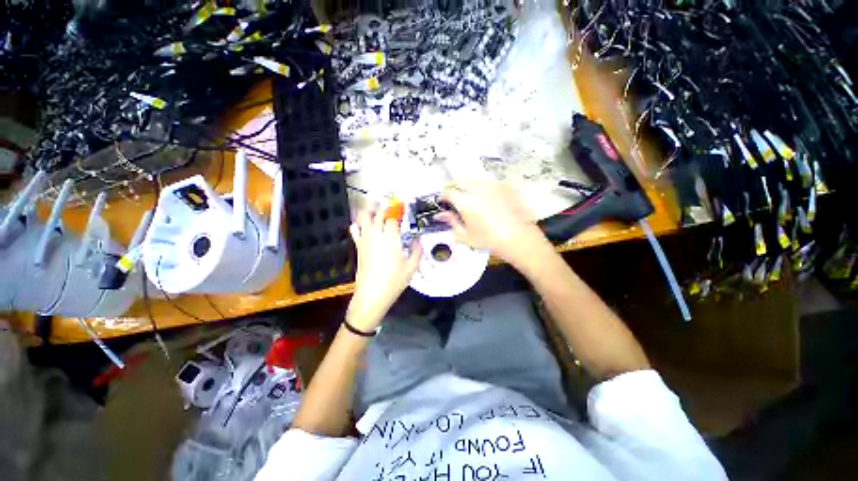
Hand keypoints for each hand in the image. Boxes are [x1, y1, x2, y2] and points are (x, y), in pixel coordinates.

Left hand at [346, 210, 421, 330]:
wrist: (372, 295)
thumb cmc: (394, 281)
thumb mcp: (412, 267)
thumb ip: (417, 251)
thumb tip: (418, 240)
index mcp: (391, 238)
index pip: (392, 218)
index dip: (398, 212)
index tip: (403, 210)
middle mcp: (376, 235)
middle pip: (378, 213)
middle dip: (385, 210)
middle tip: (393, 211)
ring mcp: (365, 240)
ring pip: (364, 217)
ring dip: (371, 213)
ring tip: (379, 215)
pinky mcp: (358, 247)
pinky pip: (355, 229)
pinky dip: (359, 224)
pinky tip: (366, 227)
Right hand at [437, 181, 549, 267]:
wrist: (519, 238)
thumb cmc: (490, 240)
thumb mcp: (466, 235)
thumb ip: (451, 222)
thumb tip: (441, 215)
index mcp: (466, 201)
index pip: (448, 192)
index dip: (443, 196)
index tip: (443, 202)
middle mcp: (478, 188)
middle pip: (459, 182)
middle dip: (453, 189)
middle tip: (453, 199)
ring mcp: (492, 185)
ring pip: (473, 181)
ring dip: (467, 188)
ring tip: (469, 200)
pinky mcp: (504, 186)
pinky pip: (487, 183)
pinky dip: (481, 189)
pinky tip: (485, 200)